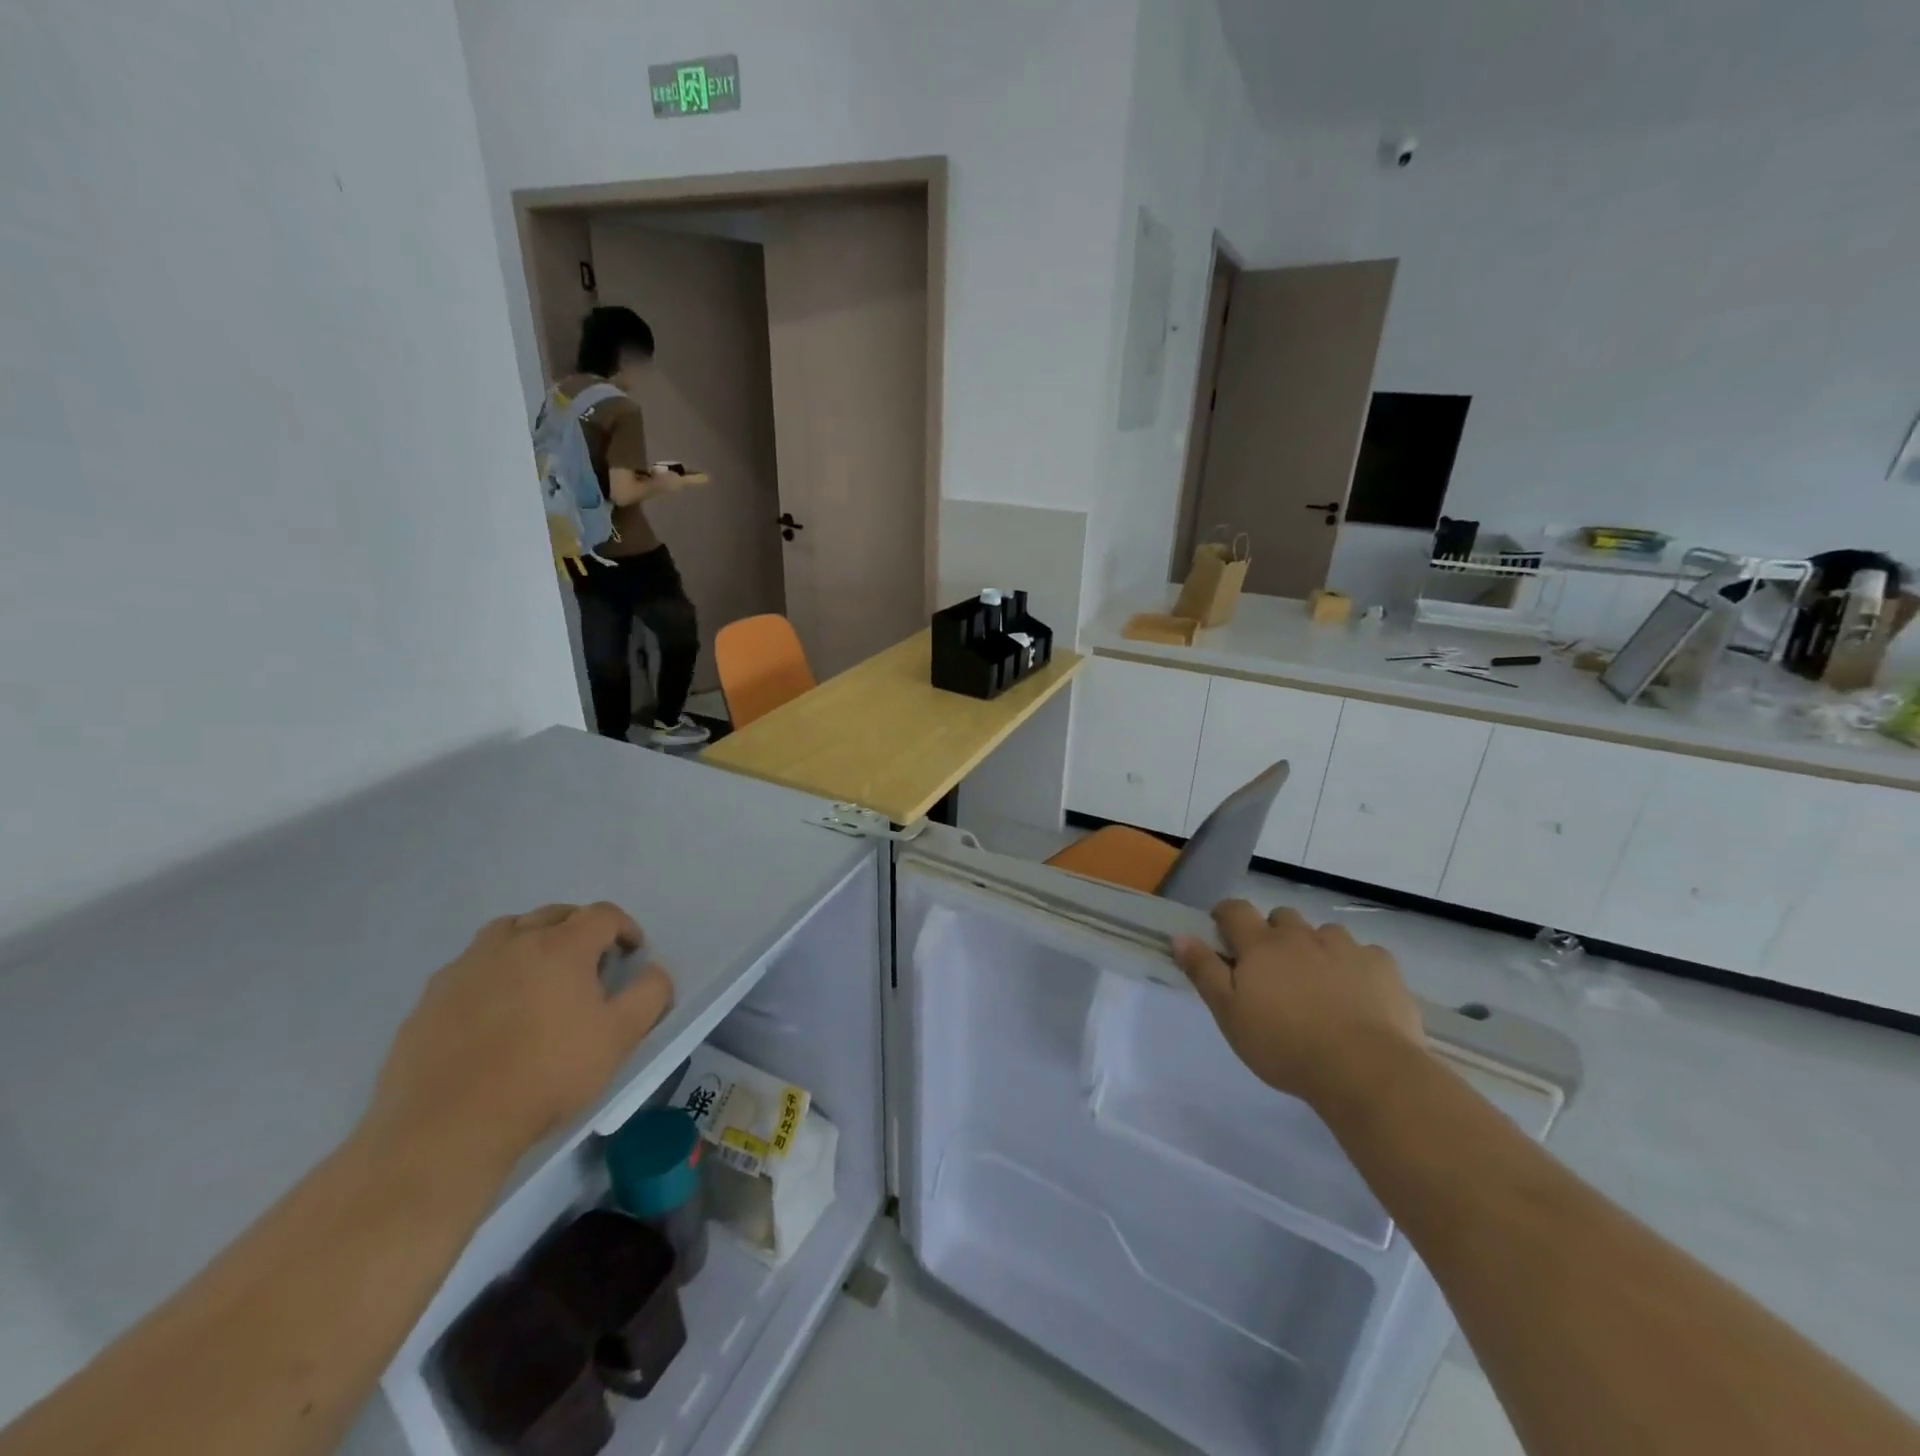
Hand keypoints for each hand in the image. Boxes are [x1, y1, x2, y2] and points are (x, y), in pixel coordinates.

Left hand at [367, 904, 673, 1167]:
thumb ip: (649, 994)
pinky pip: (470, 966)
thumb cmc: (546, 1075)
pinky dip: (492, 971)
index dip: (625, 928)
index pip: (603, 914)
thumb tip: (654, 971)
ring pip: (507, 931)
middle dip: (579, 928)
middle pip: (554, 914)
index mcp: (561, 946)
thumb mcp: (619, 1038)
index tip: (632, 954)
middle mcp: (513, 942)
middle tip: (590, 963)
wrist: (447, 1126)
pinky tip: (494, 1009)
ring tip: (540, 975)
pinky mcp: (430, 997)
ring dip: (531, 940)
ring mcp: (466, 967)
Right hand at [1173, 902, 1426, 1111]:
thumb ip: (1204, 971)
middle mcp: (1301, 935)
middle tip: (1272, 970)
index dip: (1225, 916)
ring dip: (1315, 948)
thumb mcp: (1229, 1014)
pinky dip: (1355, 966)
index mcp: (1261, 945)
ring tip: (1319, 985)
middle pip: (1281, 917)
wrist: (1364, 1070)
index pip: (1234, 910)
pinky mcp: (1382, 966)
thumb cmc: (1284, 1045)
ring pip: (1323, 934)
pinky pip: (1363, 954)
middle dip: (1273, 934)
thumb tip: (1180, 935)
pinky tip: (1358, 996)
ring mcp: (1345, 947)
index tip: (1222, 933)